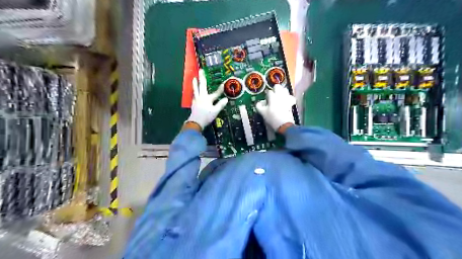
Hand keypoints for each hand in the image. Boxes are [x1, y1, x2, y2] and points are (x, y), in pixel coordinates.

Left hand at [184, 69, 226, 130]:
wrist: (195, 122)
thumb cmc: (206, 117)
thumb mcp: (215, 111)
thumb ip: (220, 105)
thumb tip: (226, 99)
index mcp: (207, 99)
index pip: (216, 93)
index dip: (220, 89)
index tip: (223, 84)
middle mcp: (201, 97)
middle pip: (202, 86)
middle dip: (202, 78)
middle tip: (201, 70)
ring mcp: (196, 100)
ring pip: (195, 89)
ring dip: (195, 83)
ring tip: (194, 78)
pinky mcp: (193, 103)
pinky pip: (194, 95)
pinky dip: (194, 92)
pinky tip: (194, 92)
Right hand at [256, 83, 295, 133]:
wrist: (284, 125)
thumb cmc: (272, 118)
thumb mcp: (262, 113)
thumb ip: (259, 106)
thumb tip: (258, 103)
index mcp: (272, 97)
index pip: (269, 92)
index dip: (266, 95)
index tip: (266, 99)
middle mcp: (280, 95)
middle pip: (278, 86)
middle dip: (275, 89)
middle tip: (272, 94)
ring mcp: (286, 98)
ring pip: (285, 90)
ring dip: (282, 91)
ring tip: (279, 96)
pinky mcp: (291, 103)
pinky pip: (291, 97)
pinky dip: (289, 97)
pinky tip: (286, 100)